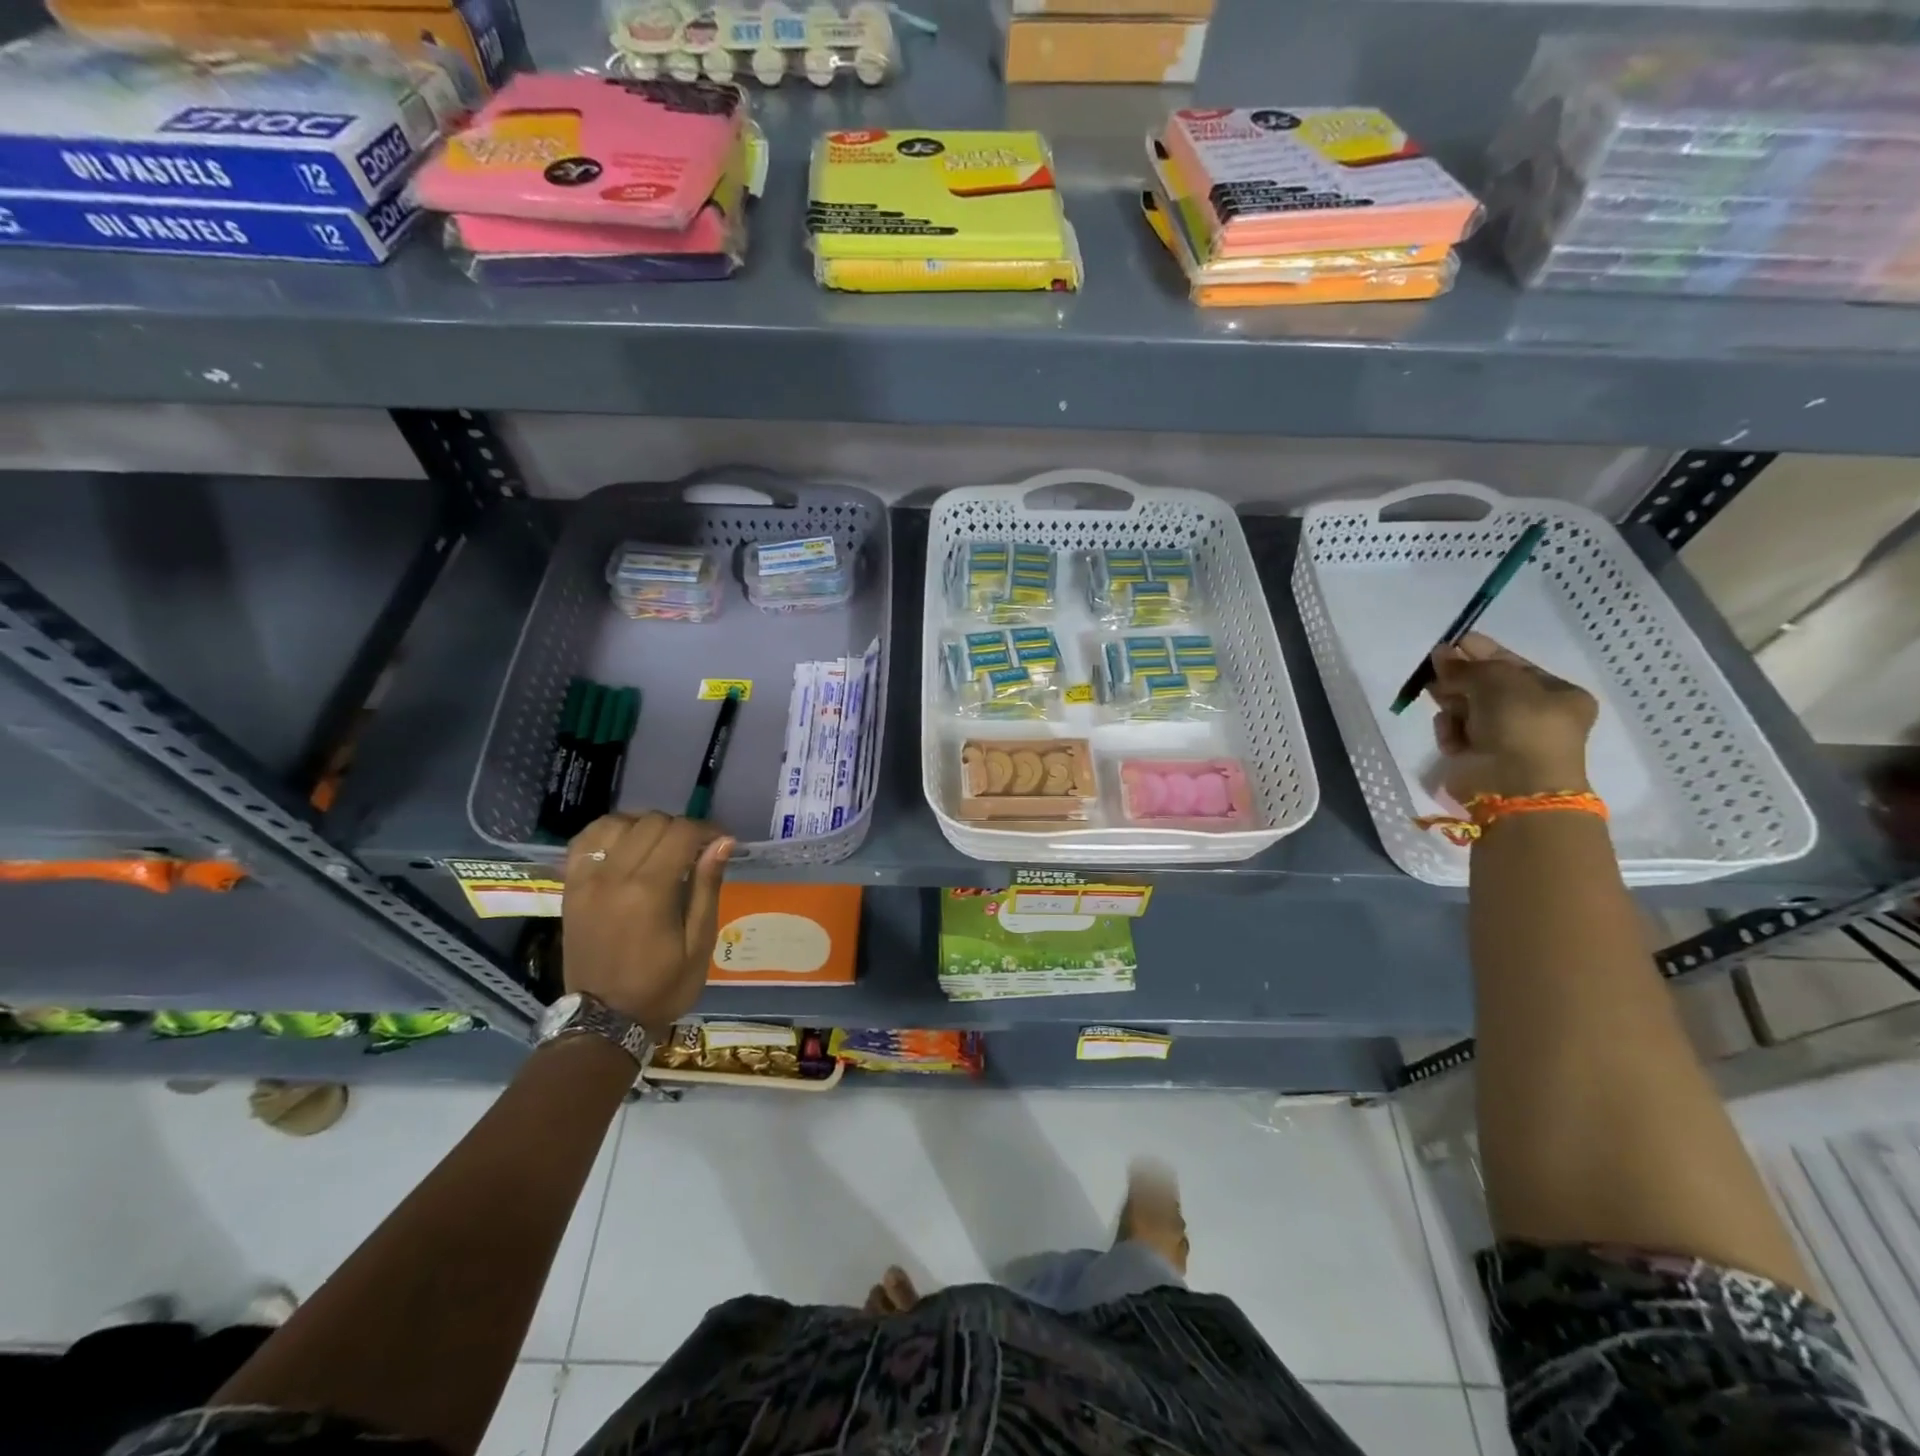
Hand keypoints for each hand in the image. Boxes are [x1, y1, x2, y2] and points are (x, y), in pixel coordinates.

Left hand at [562, 813, 732, 1036]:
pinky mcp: (570, 887)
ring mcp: (586, 880)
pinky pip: (586, 840)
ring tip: (661, 848)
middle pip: (652, 822)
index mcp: (649, 892)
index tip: (721, 843)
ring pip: (619, 823)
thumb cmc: (661, 986)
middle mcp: (614, 876)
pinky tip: (626, 845)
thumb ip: (707, 887)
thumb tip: (723, 842)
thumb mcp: (699, 944)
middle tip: (695, 852)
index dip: (707, 830)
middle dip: (681, 829)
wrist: (603, 1020)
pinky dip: (610, 832)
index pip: (681, 833)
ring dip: (646, 826)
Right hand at [1430, 632, 1596, 803]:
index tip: (1454, 641)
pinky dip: (1450, 730)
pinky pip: (1458, 733)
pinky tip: (1450, 733)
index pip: (1513, 665)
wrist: (1515, 784)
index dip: (1483, 652)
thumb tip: (1441, 652)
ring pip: (1468, 709)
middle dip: (1461, 676)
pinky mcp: (1479, 757)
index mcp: (1557, 695)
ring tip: (1435, 695)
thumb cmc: (1521, 724)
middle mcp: (1534, 716)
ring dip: (1452, 702)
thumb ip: (1468, 665)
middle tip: (1434, 666)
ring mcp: (1506, 739)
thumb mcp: (1499, 681)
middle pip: (1486, 687)